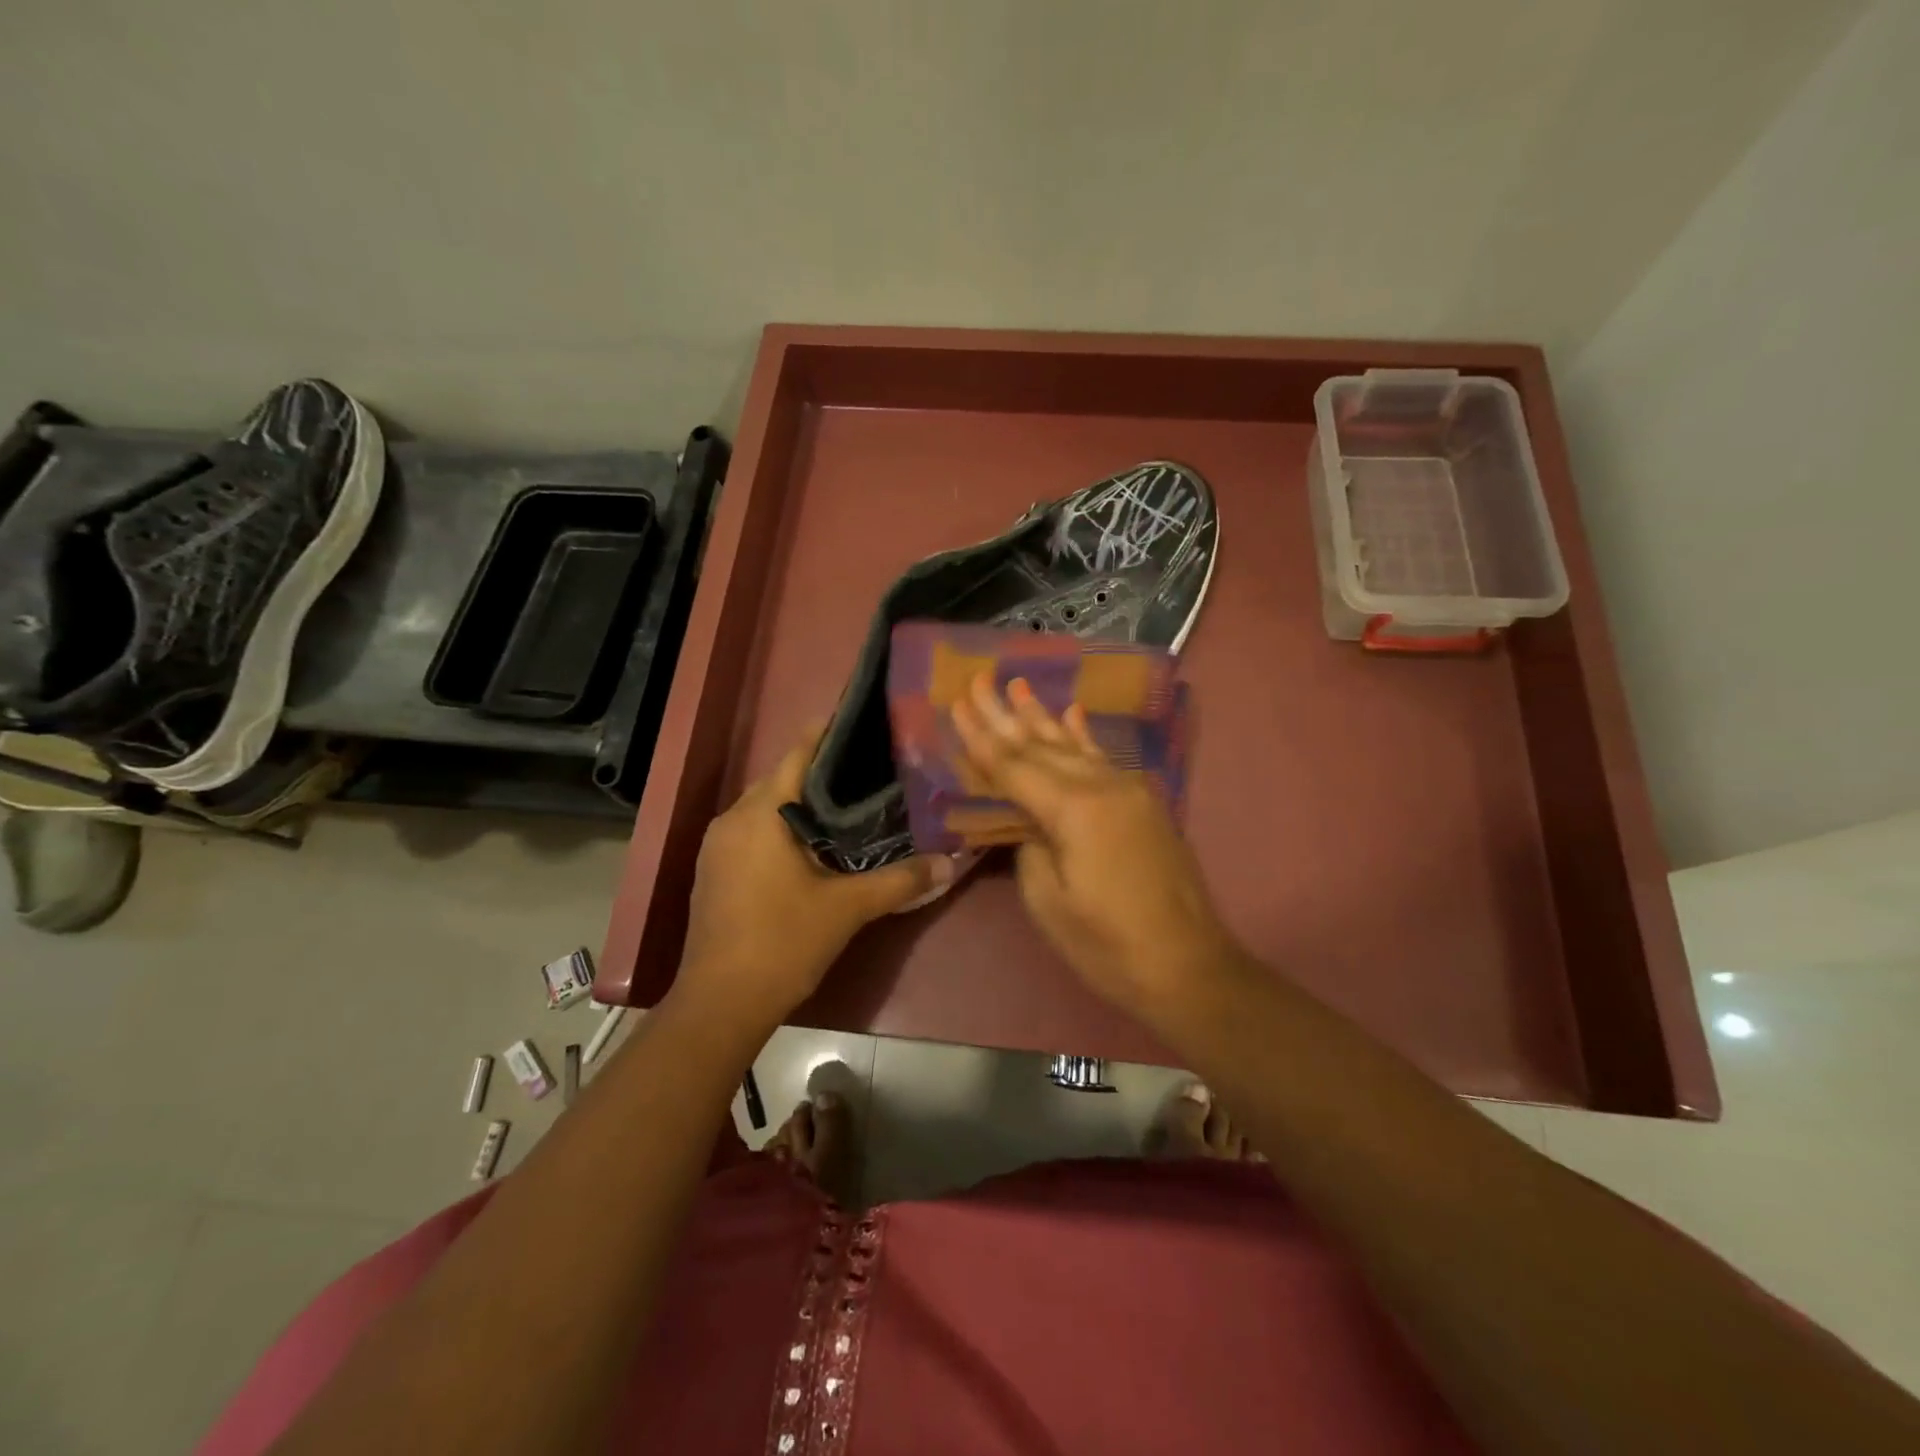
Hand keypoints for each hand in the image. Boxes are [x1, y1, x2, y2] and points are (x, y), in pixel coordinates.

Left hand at [677, 724, 953, 1031]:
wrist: (721, 1004)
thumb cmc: (783, 942)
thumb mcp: (849, 908)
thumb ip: (902, 880)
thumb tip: (951, 863)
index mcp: (760, 814)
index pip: (797, 755)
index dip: (828, 734)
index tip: (862, 721)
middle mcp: (733, 820)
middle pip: (782, 780)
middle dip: (821, 773)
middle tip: (871, 769)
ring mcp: (719, 847)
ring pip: (766, 809)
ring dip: (802, 804)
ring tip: (851, 804)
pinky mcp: (715, 872)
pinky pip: (754, 833)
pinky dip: (784, 829)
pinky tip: (816, 846)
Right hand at [951, 673, 1239, 1018]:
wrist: (1190, 967)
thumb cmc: (1109, 946)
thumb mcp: (1049, 904)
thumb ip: (1030, 848)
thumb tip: (1028, 821)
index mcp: (1074, 811)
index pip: (1014, 766)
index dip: (981, 737)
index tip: (957, 701)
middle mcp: (1102, 787)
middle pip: (1042, 744)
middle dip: (1005, 713)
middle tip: (978, 678)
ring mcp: (1129, 792)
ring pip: (1074, 745)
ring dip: (1042, 716)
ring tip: (1017, 684)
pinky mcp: (1144, 804)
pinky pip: (1104, 759)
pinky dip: (1084, 734)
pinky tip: (1072, 711)